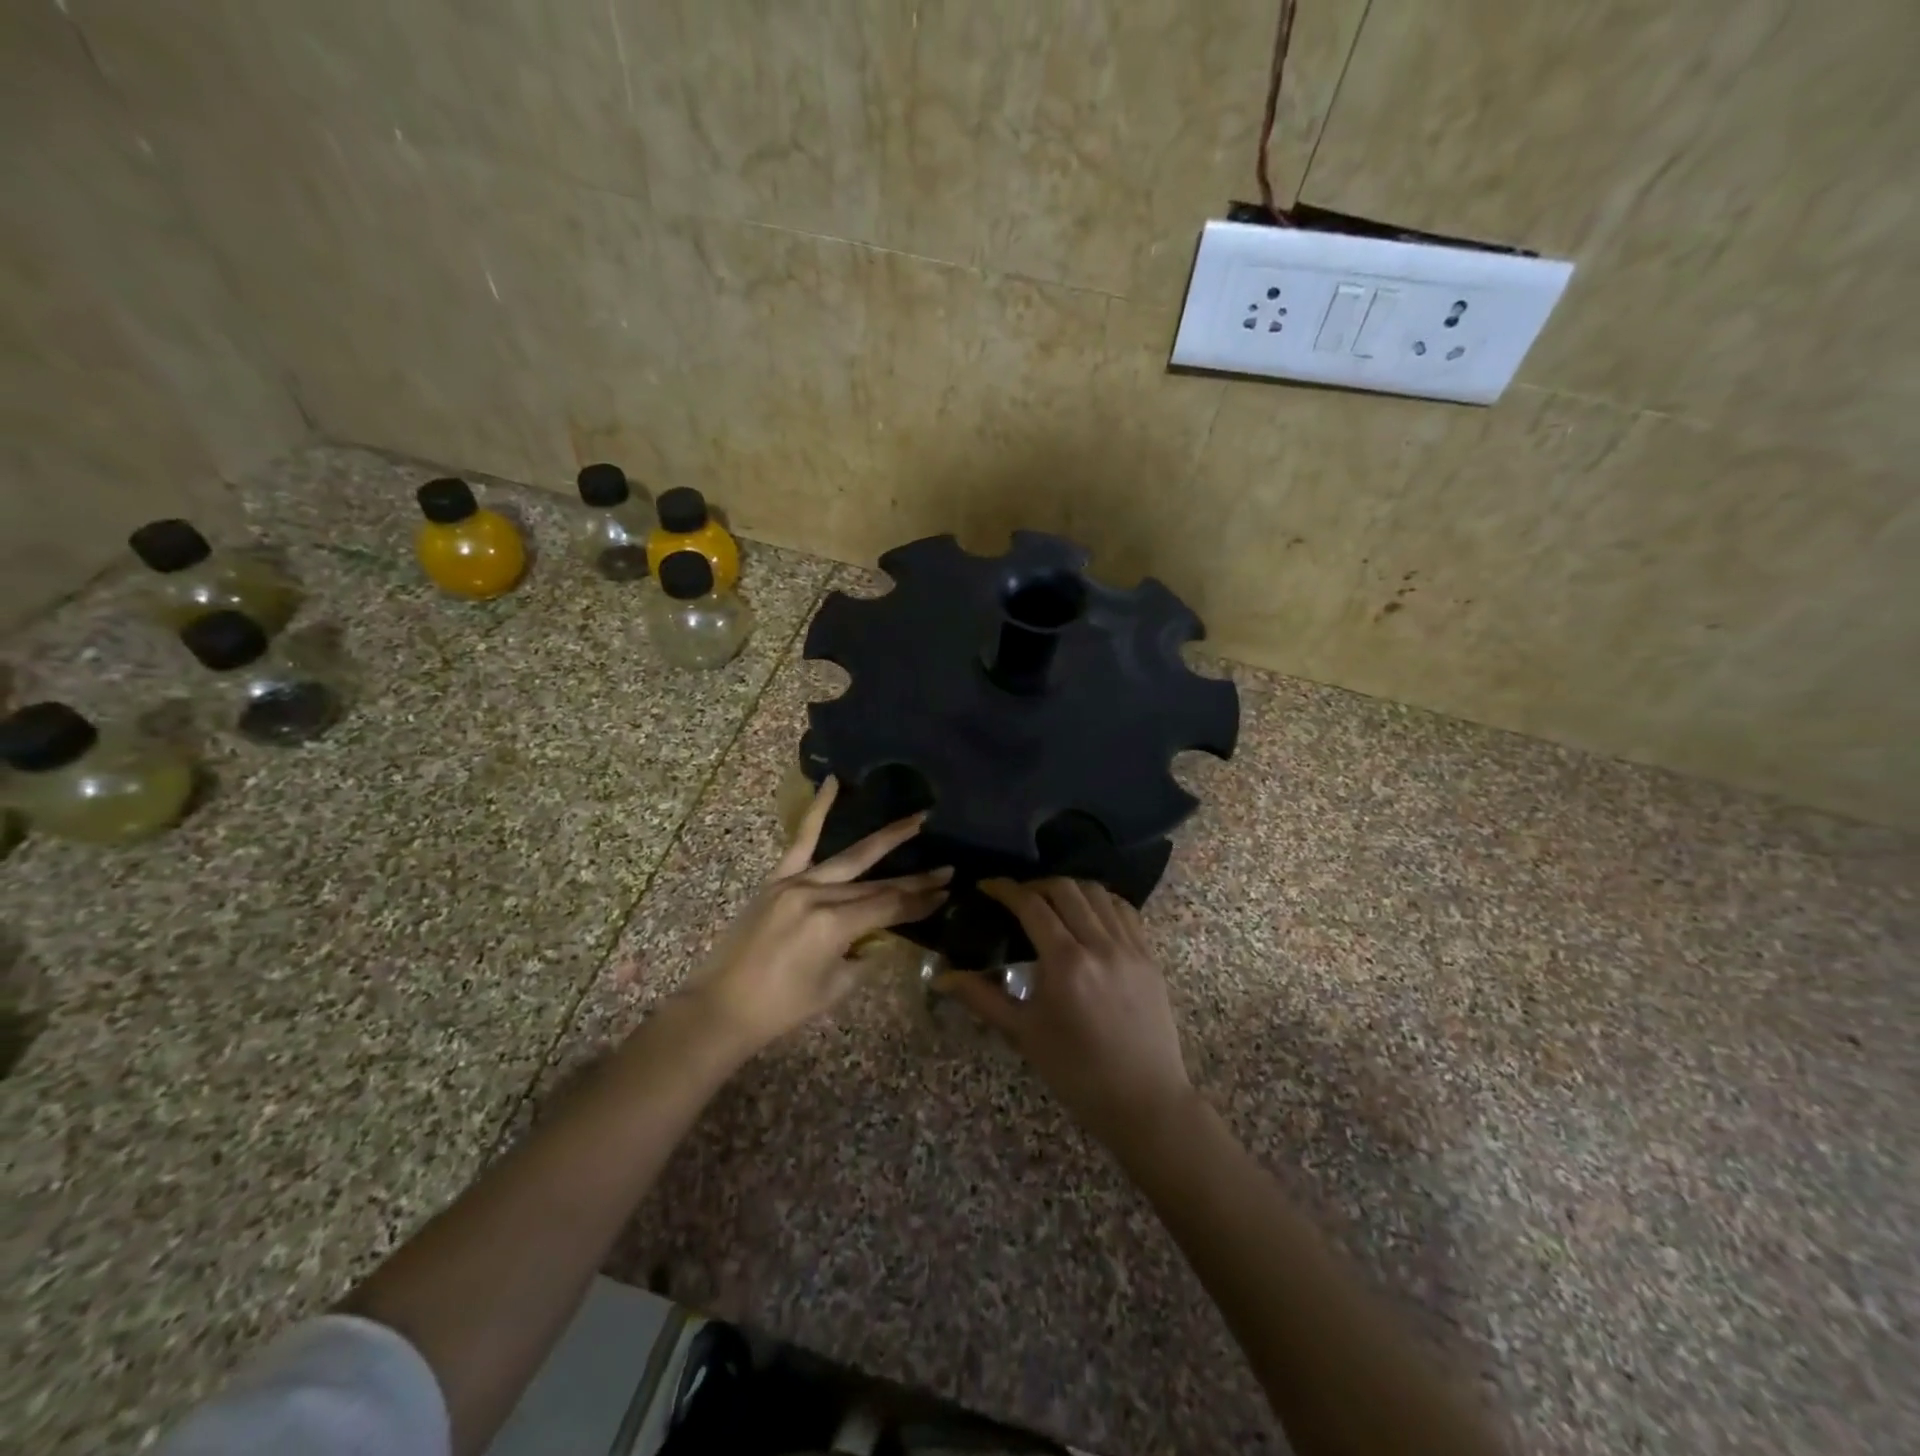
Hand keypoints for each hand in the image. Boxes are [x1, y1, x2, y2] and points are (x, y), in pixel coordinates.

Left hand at [687, 777, 950, 1052]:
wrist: (721, 1007)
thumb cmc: (781, 1008)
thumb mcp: (835, 987)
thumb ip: (862, 954)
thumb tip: (882, 934)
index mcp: (834, 926)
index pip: (890, 907)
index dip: (920, 902)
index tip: (946, 893)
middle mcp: (818, 895)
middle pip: (877, 883)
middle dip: (915, 878)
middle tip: (947, 868)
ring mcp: (795, 882)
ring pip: (850, 857)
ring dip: (887, 839)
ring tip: (917, 820)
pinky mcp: (776, 879)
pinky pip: (801, 839)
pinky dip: (818, 809)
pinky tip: (834, 783)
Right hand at [940, 878, 1195, 1149]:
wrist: (1143, 1100)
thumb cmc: (1076, 1072)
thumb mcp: (1024, 1034)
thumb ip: (982, 997)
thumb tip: (943, 977)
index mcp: (1065, 963)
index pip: (1031, 905)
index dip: (1005, 889)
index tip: (987, 885)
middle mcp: (1099, 945)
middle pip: (1065, 889)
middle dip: (1036, 884)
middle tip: (1017, 897)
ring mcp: (1130, 947)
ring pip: (1098, 893)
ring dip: (1069, 888)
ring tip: (1051, 901)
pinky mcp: (1149, 956)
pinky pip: (1125, 911)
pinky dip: (1102, 901)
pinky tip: (1089, 913)